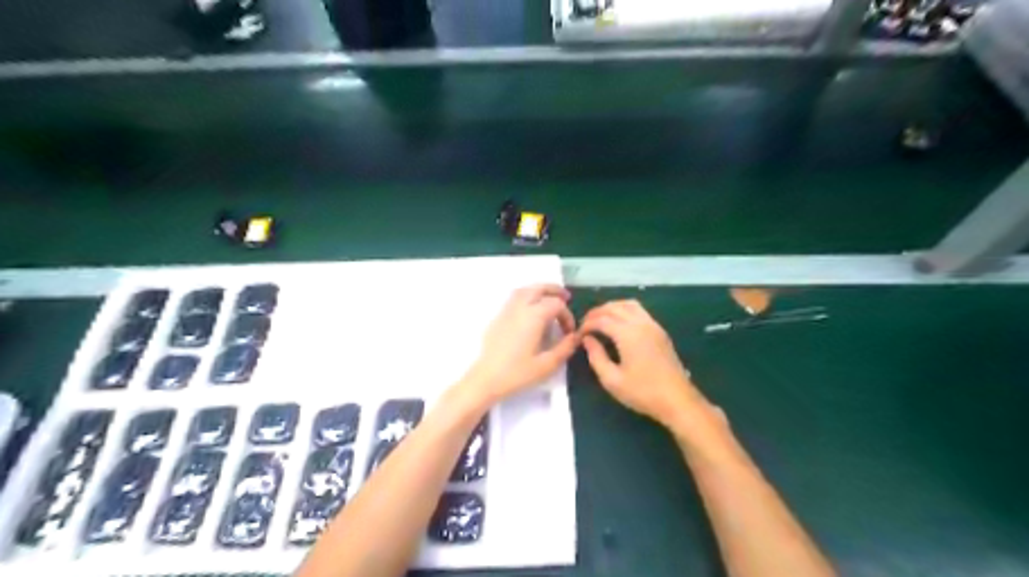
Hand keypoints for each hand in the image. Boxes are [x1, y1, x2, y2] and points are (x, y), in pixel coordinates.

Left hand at [465, 285, 577, 404]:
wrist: (486, 379)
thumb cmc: (518, 373)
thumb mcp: (547, 364)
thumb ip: (565, 348)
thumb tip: (574, 337)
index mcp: (534, 316)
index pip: (556, 305)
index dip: (567, 315)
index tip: (569, 332)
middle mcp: (520, 307)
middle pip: (539, 288)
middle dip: (554, 291)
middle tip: (566, 297)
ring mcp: (506, 311)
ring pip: (525, 290)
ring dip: (539, 291)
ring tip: (549, 299)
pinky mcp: (498, 317)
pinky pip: (514, 298)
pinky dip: (527, 296)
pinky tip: (531, 309)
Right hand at [582, 301, 712, 428]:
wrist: (677, 400)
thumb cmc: (643, 392)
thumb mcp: (612, 380)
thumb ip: (596, 357)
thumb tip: (587, 340)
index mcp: (627, 334)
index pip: (601, 320)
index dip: (586, 324)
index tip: (578, 335)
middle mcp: (640, 323)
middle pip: (614, 307)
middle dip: (597, 313)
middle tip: (585, 324)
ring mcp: (653, 325)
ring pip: (629, 304)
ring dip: (612, 308)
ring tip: (600, 320)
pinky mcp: (660, 331)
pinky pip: (639, 311)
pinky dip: (625, 310)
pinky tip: (619, 323)